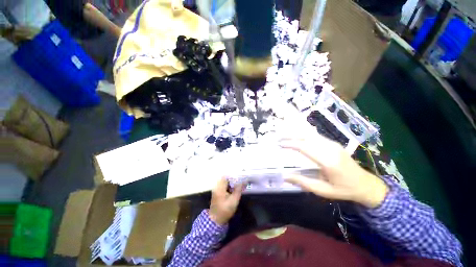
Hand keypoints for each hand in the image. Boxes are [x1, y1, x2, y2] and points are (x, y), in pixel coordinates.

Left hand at [209, 177, 243, 224]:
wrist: (216, 220)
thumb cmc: (225, 210)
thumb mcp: (234, 200)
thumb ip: (238, 189)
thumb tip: (243, 181)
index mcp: (220, 187)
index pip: (227, 176)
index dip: (234, 175)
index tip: (240, 176)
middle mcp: (217, 186)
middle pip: (226, 178)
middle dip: (234, 178)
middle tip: (241, 180)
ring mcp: (216, 189)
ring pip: (225, 181)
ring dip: (232, 182)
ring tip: (239, 184)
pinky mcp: (217, 192)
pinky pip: (224, 185)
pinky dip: (229, 185)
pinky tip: (234, 189)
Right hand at [280, 136, 387, 207]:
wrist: (366, 184)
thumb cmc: (344, 189)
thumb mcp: (323, 191)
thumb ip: (303, 182)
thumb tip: (285, 177)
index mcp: (328, 161)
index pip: (305, 147)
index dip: (290, 144)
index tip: (279, 144)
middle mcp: (330, 149)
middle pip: (306, 138)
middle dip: (290, 137)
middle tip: (278, 138)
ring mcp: (333, 144)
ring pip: (310, 135)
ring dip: (296, 134)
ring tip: (284, 135)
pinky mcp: (334, 143)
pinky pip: (315, 136)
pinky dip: (303, 135)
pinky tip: (296, 136)